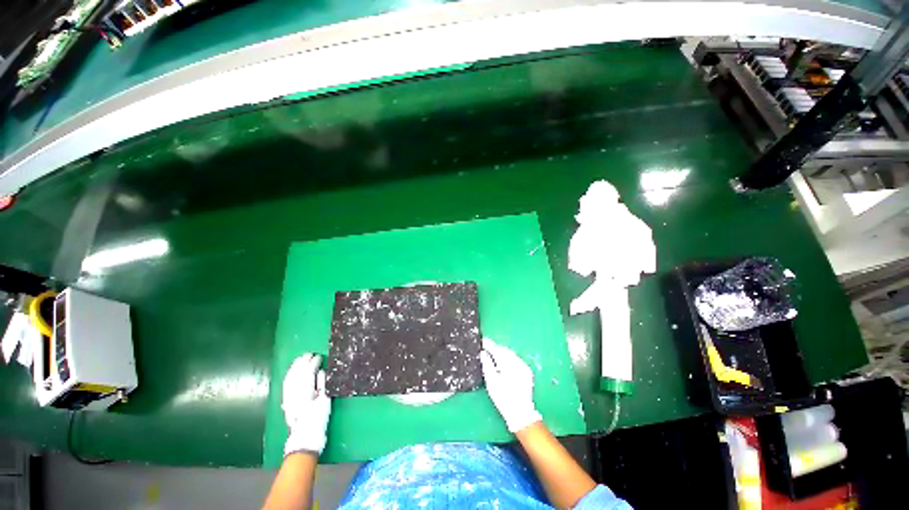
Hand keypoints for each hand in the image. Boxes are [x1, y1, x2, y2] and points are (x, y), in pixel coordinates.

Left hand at [282, 353, 331, 456]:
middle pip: (298, 373)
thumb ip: (322, 384)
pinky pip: (286, 384)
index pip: (308, 372)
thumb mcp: (325, 401)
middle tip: (309, 354)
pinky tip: (292, 371)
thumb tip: (321, 371)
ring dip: (295, 367)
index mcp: (306, 392)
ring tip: (301, 358)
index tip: (319, 357)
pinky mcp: (286, 400)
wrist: (305, 436)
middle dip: (303, 362)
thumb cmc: (318, 418)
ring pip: (290, 377)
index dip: (313, 363)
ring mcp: (288, 397)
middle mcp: (294, 393)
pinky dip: (289, 375)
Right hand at [480, 338, 541, 432]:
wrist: (521, 413)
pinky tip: (504, 363)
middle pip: (504, 350)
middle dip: (495, 348)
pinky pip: (516, 359)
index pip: (496, 349)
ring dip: (502, 353)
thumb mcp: (491, 382)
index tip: (482, 341)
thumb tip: (483, 353)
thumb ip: (487, 364)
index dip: (489, 344)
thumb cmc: (503, 398)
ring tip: (493, 355)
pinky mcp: (527, 371)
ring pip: (510, 354)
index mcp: (507, 364)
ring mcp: (524, 366)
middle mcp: (517, 362)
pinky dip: (509, 359)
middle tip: (486, 348)